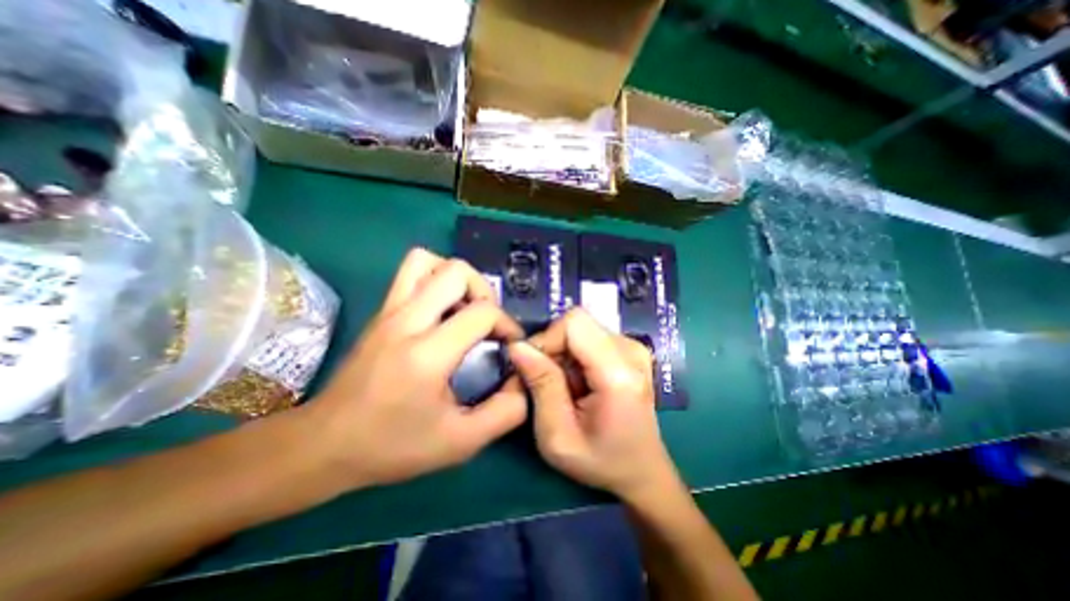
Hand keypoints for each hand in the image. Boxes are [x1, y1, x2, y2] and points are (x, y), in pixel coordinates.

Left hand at [303, 249, 527, 487]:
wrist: (324, 444)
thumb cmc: (392, 446)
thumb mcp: (460, 442)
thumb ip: (504, 412)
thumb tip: (522, 380)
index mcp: (427, 354)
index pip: (482, 312)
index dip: (507, 324)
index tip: (510, 345)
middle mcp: (406, 321)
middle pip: (457, 272)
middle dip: (485, 291)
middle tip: (487, 322)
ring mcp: (389, 311)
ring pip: (428, 261)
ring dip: (457, 278)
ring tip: (465, 308)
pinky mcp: (380, 311)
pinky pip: (411, 272)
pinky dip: (435, 278)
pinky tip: (442, 310)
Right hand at [507, 311, 676, 501]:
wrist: (641, 469)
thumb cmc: (600, 461)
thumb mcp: (558, 436)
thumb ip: (540, 386)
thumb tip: (517, 346)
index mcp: (619, 373)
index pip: (574, 323)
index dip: (546, 339)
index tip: (532, 368)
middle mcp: (631, 350)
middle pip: (577, 323)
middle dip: (552, 347)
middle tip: (545, 381)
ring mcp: (633, 347)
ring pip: (581, 328)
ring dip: (562, 352)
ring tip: (563, 385)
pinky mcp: (630, 348)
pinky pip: (589, 335)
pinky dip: (574, 354)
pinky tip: (577, 380)